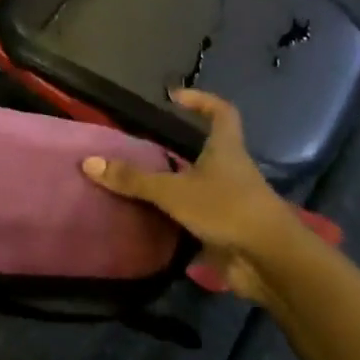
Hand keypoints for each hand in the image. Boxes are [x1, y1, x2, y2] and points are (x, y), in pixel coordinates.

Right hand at [81, 89, 299, 302]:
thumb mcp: (174, 191)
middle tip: (144, 148)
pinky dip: (178, 219)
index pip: (221, 112)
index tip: (175, 98)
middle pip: (208, 151)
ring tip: (140, 185)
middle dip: (180, 149)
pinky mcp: (228, 231)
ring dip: (177, 186)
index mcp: (226, 149)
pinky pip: (198, 218)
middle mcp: (232, 171)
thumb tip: (89, 162)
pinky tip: (152, 222)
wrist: (269, 261)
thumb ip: (133, 179)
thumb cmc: (226, 209)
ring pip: (201, 186)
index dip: (202, 100)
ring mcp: (232, 202)